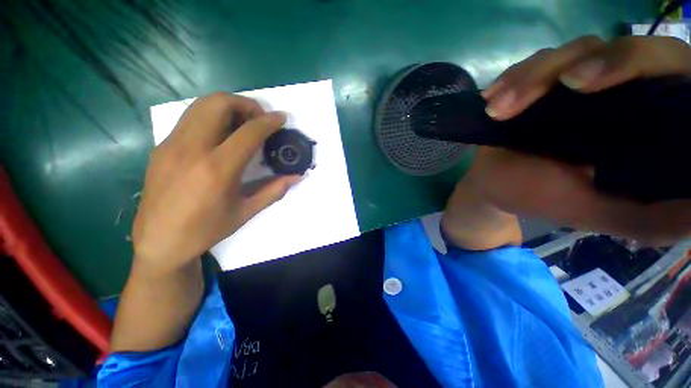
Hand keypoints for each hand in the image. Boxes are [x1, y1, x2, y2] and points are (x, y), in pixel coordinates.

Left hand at [132, 93, 300, 272]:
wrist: (159, 242)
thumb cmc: (206, 229)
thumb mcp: (246, 212)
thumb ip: (274, 190)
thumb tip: (296, 177)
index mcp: (217, 169)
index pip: (248, 132)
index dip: (268, 121)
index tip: (281, 117)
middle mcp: (192, 149)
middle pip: (218, 104)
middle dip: (245, 104)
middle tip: (259, 119)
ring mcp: (171, 145)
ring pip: (200, 105)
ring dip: (227, 106)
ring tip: (242, 123)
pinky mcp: (162, 147)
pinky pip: (190, 119)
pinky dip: (211, 117)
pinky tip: (221, 137)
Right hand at [473, 36, 690, 244]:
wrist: (497, 184)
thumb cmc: (544, 197)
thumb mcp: (598, 214)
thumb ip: (649, 219)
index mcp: (649, 121)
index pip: (665, 68)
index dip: (632, 62)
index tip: (581, 84)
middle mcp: (623, 90)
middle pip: (614, 48)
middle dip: (568, 66)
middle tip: (523, 99)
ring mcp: (581, 80)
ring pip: (569, 52)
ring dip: (527, 79)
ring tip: (496, 111)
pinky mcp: (546, 80)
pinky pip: (533, 63)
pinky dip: (511, 79)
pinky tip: (491, 100)